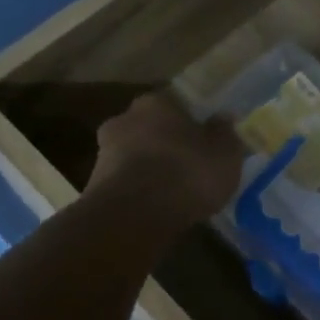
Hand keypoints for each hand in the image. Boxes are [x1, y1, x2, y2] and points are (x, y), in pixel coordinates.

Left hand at [89, 91, 244, 228]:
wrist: (132, 217)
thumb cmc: (185, 174)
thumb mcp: (224, 155)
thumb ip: (225, 134)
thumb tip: (223, 118)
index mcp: (156, 102)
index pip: (176, 103)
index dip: (192, 120)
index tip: (205, 138)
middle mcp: (125, 118)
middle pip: (152, 127)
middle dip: (168, 143)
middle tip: (190, 164)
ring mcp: (104, 152)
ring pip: (136, 155)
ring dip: (152, 168)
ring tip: (175, 191)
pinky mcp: (95, 185)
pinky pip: (126, 181)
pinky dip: (140, 190)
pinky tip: (157, 207)